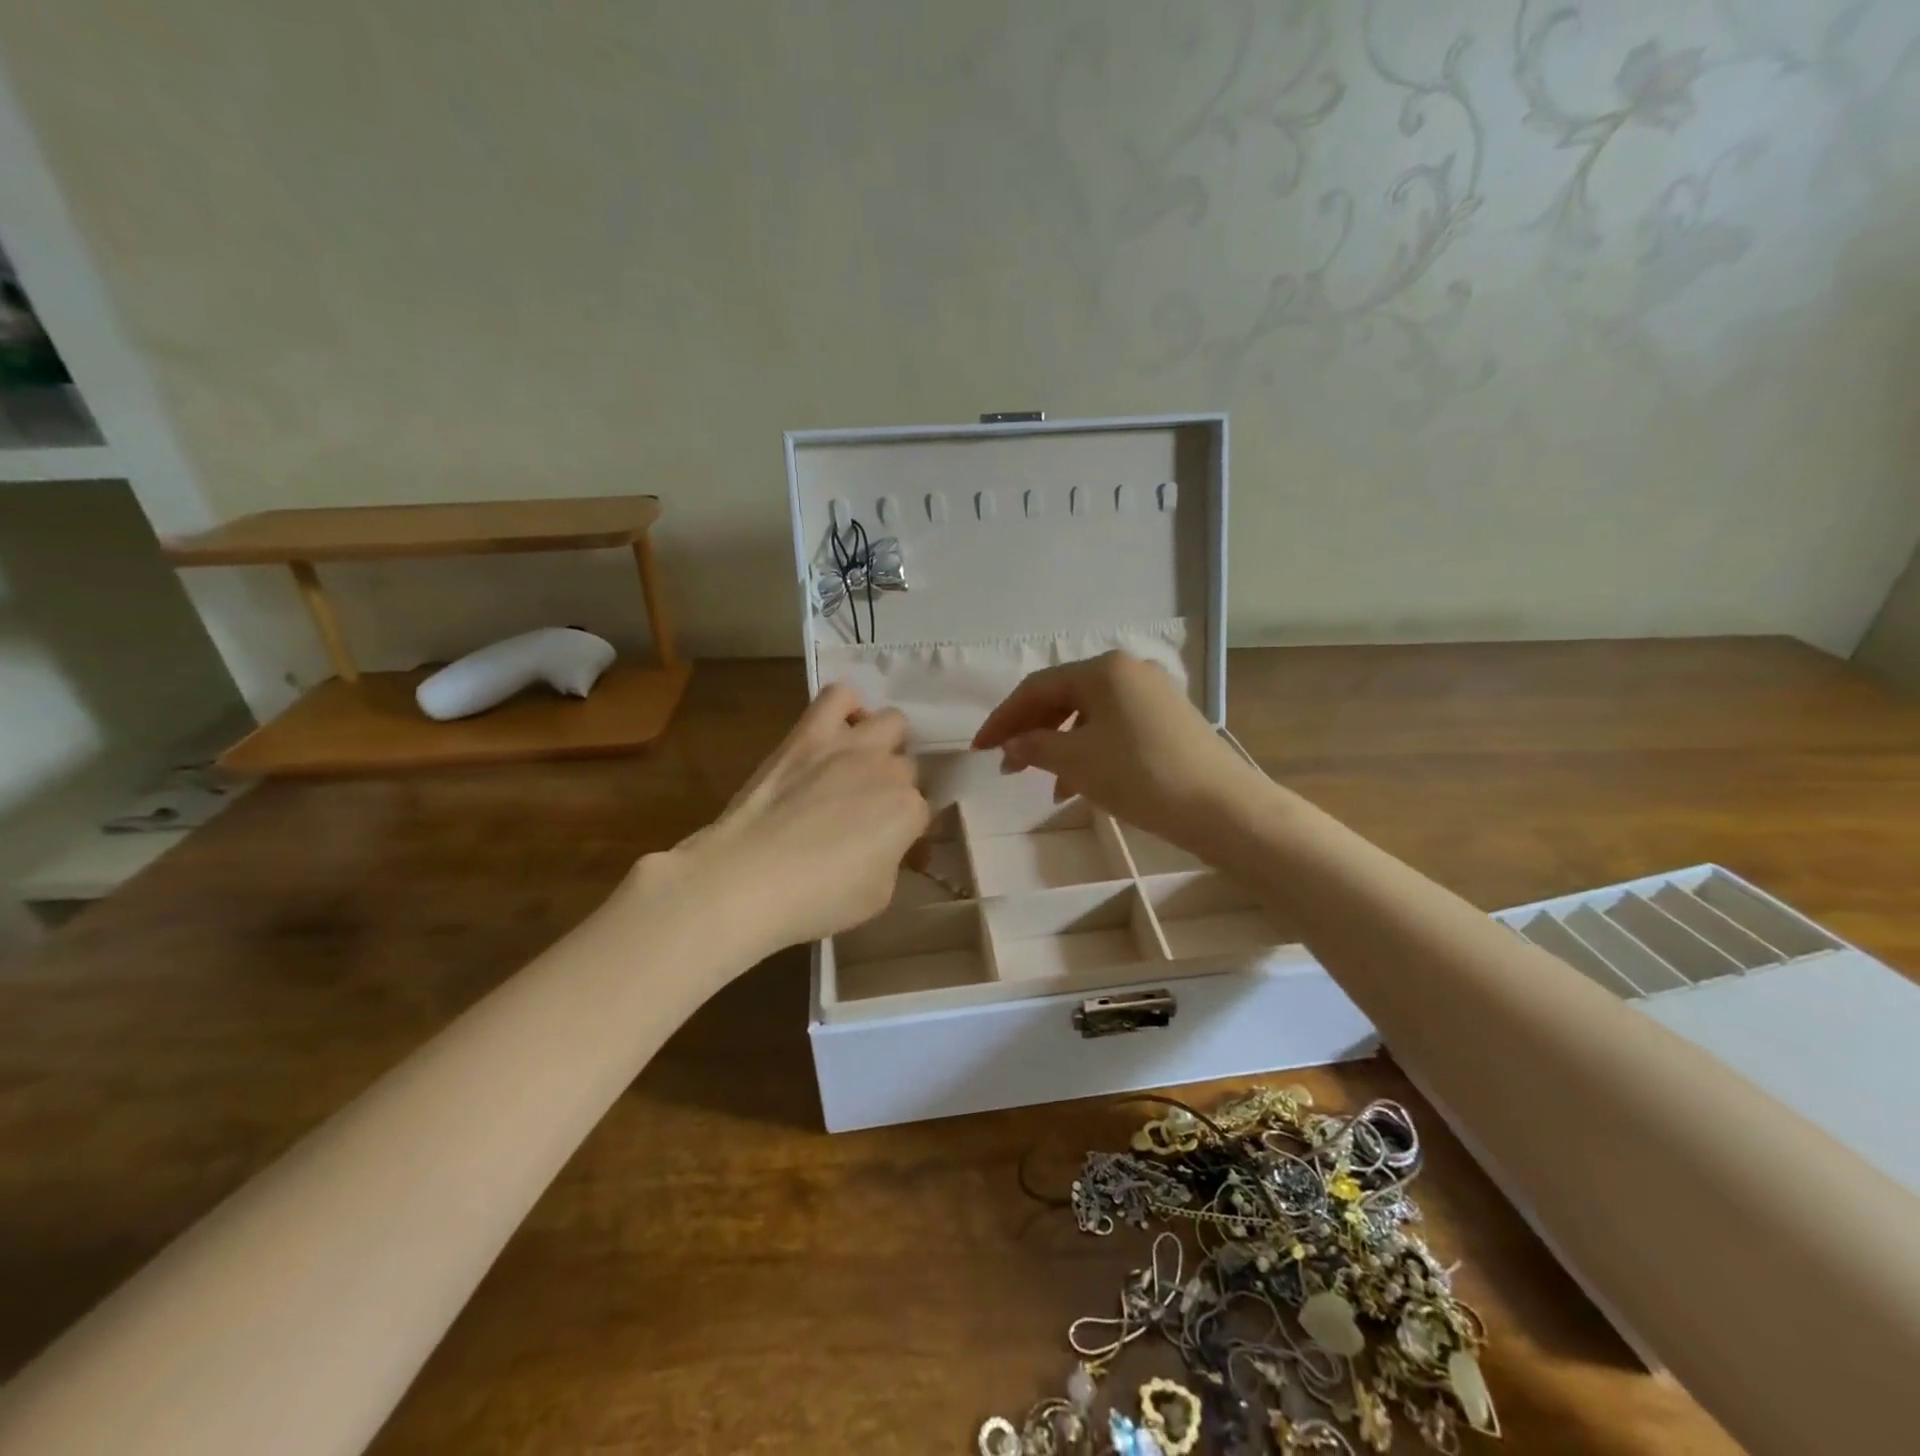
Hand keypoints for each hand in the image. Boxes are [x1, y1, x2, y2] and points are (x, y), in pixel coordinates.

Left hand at [653, 684, 930, 958]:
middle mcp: (888, 770)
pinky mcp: (809, 733)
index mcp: (908, 812)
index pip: (923, 812)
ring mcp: (849, 745)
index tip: (891, 847)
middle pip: (908, 767)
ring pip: (891, 721)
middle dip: (896, 787)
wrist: (747, 878)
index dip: (907, 831)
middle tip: (871, 811)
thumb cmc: (816, 899)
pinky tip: (840, 729)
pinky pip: (839, 695)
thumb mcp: (877, 896)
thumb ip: (892, 860)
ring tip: (864, 763)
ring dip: (885, 742)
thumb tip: (886, 844)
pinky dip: (847, 707)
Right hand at [972, 652, 1271, 855]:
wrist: (1221, 806)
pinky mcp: (1168, 720)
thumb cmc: (1140, 775)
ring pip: (1089, 715)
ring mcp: (1152, 694)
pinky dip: (1089, 751)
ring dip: (1060, 746)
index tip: (979, 748)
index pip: (1037, 688)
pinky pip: (1114, 728)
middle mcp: (1128, 671)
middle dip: (1031, 731)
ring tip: (1043, 783)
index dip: (1003, 718)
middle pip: (1063, 697)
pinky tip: (1079, 785)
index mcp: (1103, 669)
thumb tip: (1010, 744)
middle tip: (1008, 765)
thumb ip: (1035, 747)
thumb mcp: (1077, 762)